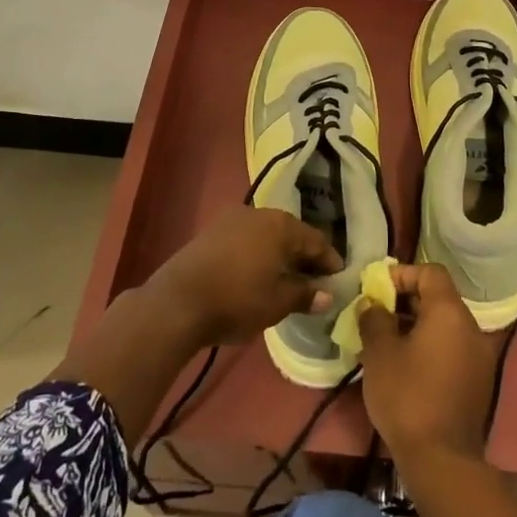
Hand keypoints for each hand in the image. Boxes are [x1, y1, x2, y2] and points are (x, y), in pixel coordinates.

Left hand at [145, 207, 342, 347]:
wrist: (178, 302)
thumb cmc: (237, 300)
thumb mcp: (277, 302)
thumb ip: (305, 295)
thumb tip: (326, 294)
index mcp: (282, 225)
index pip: (316, 241)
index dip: (330, 261)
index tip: (338, 279)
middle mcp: (260, 214)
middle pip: (292, 234)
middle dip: (305, 257)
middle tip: (315, 281)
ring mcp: (233, 219)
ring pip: (268, 235)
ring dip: (280, 255)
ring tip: (286, 279)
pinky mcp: (212, 231)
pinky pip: (247, 239)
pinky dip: (258, 254)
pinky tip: (257, 274)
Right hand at [357, 263, 494, 467]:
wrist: (442, 461)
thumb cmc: (407, 396)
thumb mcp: (380, 353)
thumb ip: (374, 318)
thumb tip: (372, 304)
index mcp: (450, 312)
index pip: (430, 272)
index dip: (402, 274)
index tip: (377, 290)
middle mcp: (471, 327)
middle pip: (439, 298)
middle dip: (406, 302)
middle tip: (377, 316)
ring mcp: (479, 356)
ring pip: (445, 325)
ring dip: (416, 326)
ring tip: (386, 342)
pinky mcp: (478, 382)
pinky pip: (452, 349)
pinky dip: (430, 347)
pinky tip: (406, 367)